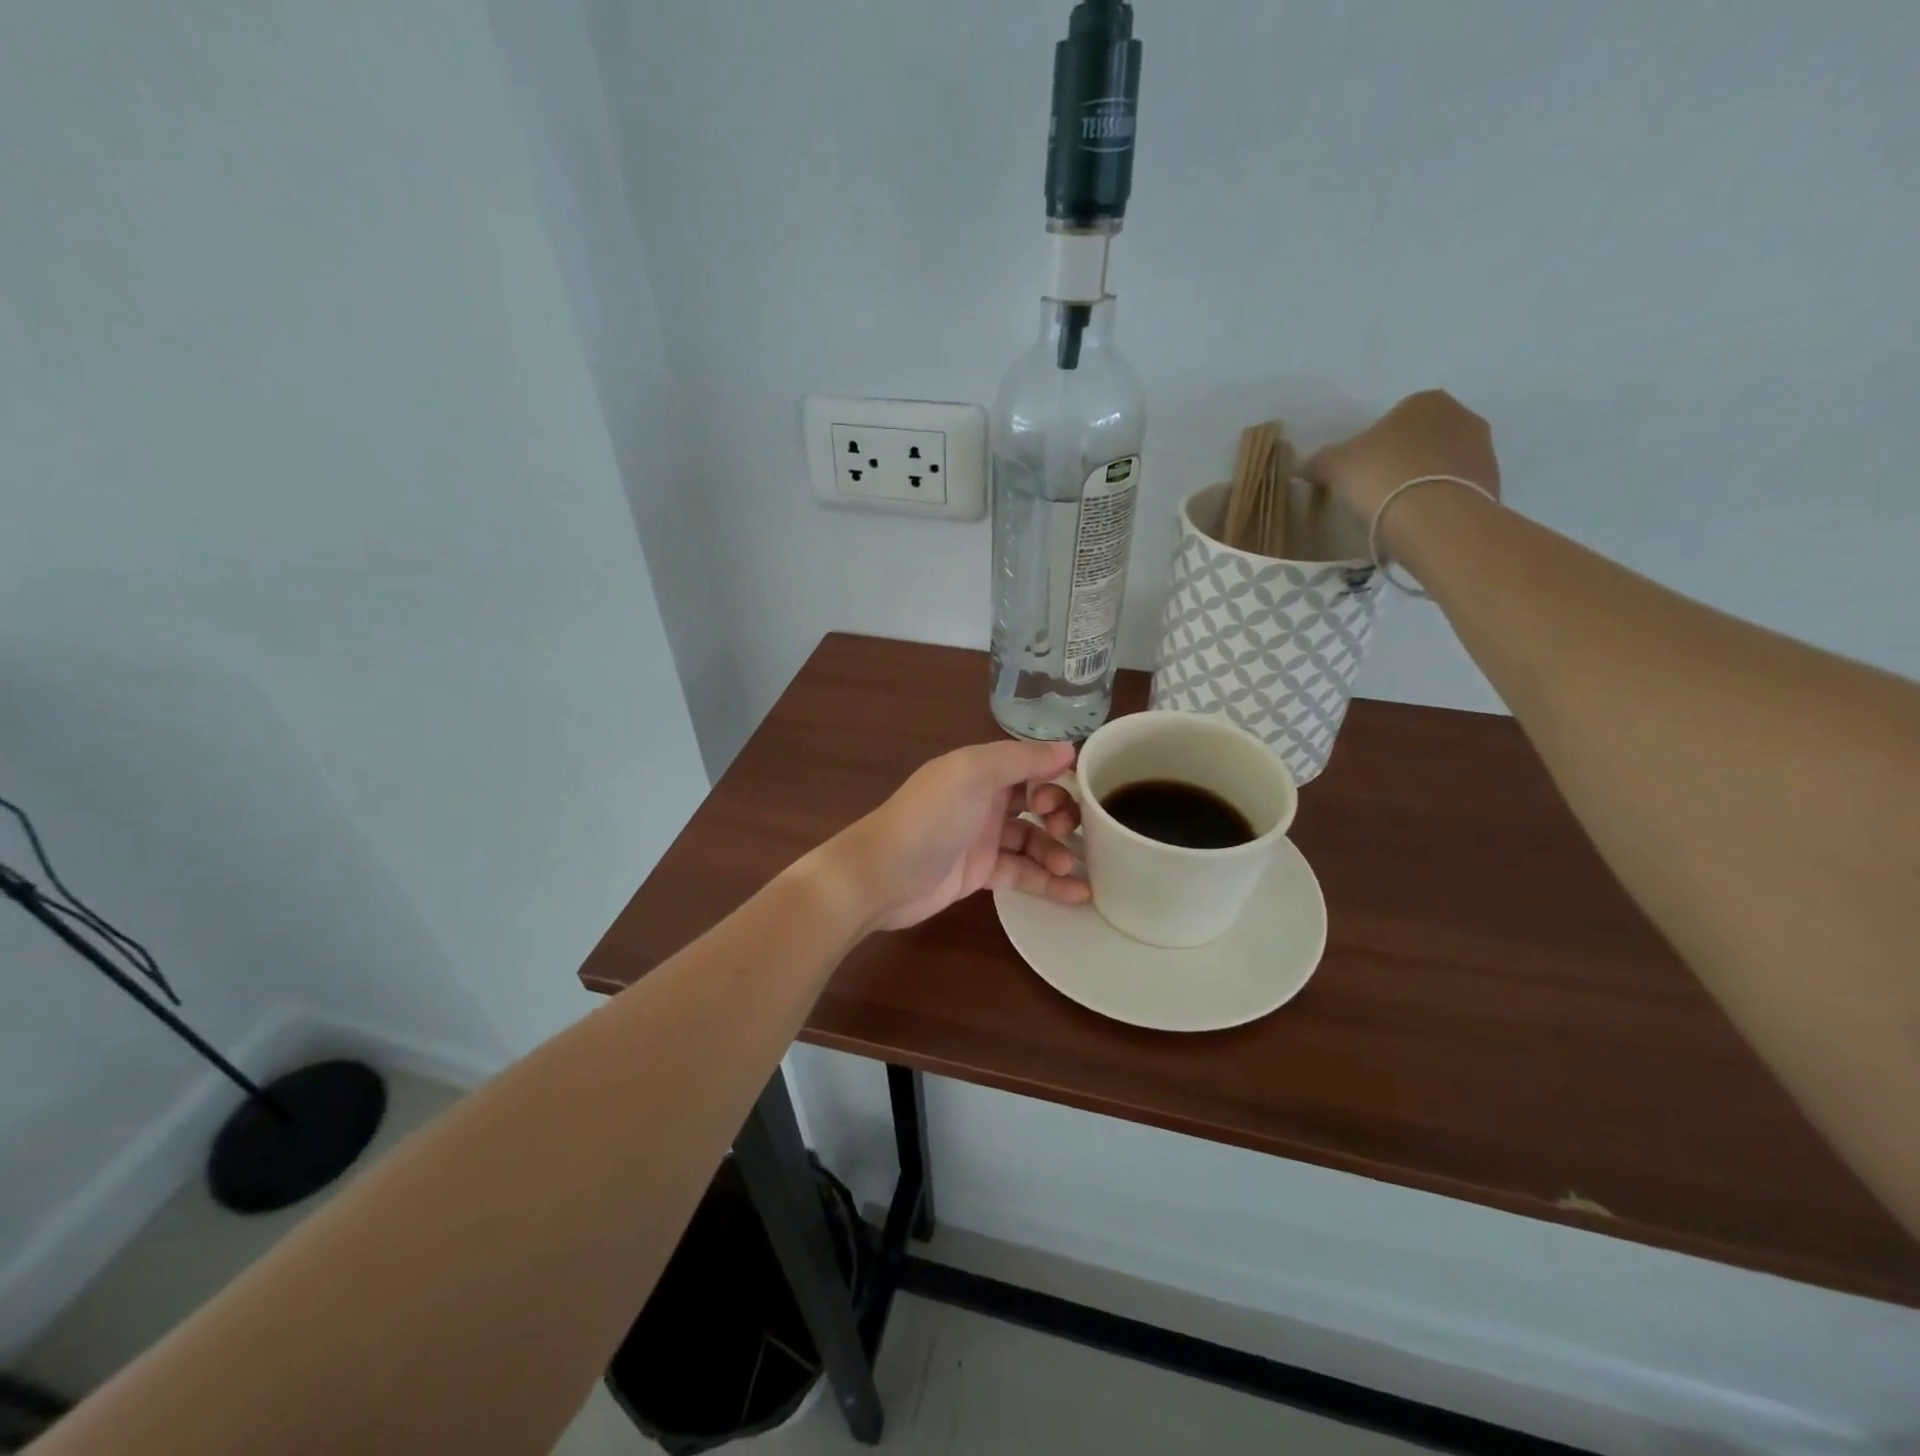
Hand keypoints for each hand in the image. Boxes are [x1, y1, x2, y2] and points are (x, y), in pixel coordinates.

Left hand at [823, 740, 1087, 931]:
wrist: (881, 876)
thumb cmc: (928, 818)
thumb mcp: (973, 774)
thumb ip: (1021, 758)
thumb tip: (1069, 749)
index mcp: (981, 769)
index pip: (1032, 765)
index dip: (1057, 777)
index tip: (1078, 794)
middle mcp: (984, 799)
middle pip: (1038, 801)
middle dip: (1062, 815)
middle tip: (1070, 833)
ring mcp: (983, 838)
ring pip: (1034, 840)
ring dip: (1058, 851)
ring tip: (1073, 868)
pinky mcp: (981, 873)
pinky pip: (1023, 872)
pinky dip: (1049, 882)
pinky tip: (1078, 893)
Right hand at [1303, 390, 1501, 541]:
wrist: (1433, 516)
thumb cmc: (1381, 476)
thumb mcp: (1335, 466)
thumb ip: (1319, 461)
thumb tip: (1302, 466)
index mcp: (1424, 401)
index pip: (1394, 419)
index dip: (1374, 446)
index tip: (1361, 472)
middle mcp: (1461, 415)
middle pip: (1422, 439)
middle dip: (1404, 460)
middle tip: (1378, 490)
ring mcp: (1483, 449)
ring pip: (1442, 463)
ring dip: (1423, 480)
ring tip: (1398, 510)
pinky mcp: (1492, 482)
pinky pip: (1456, 488)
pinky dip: (1439, 500)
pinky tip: (1419, 521)